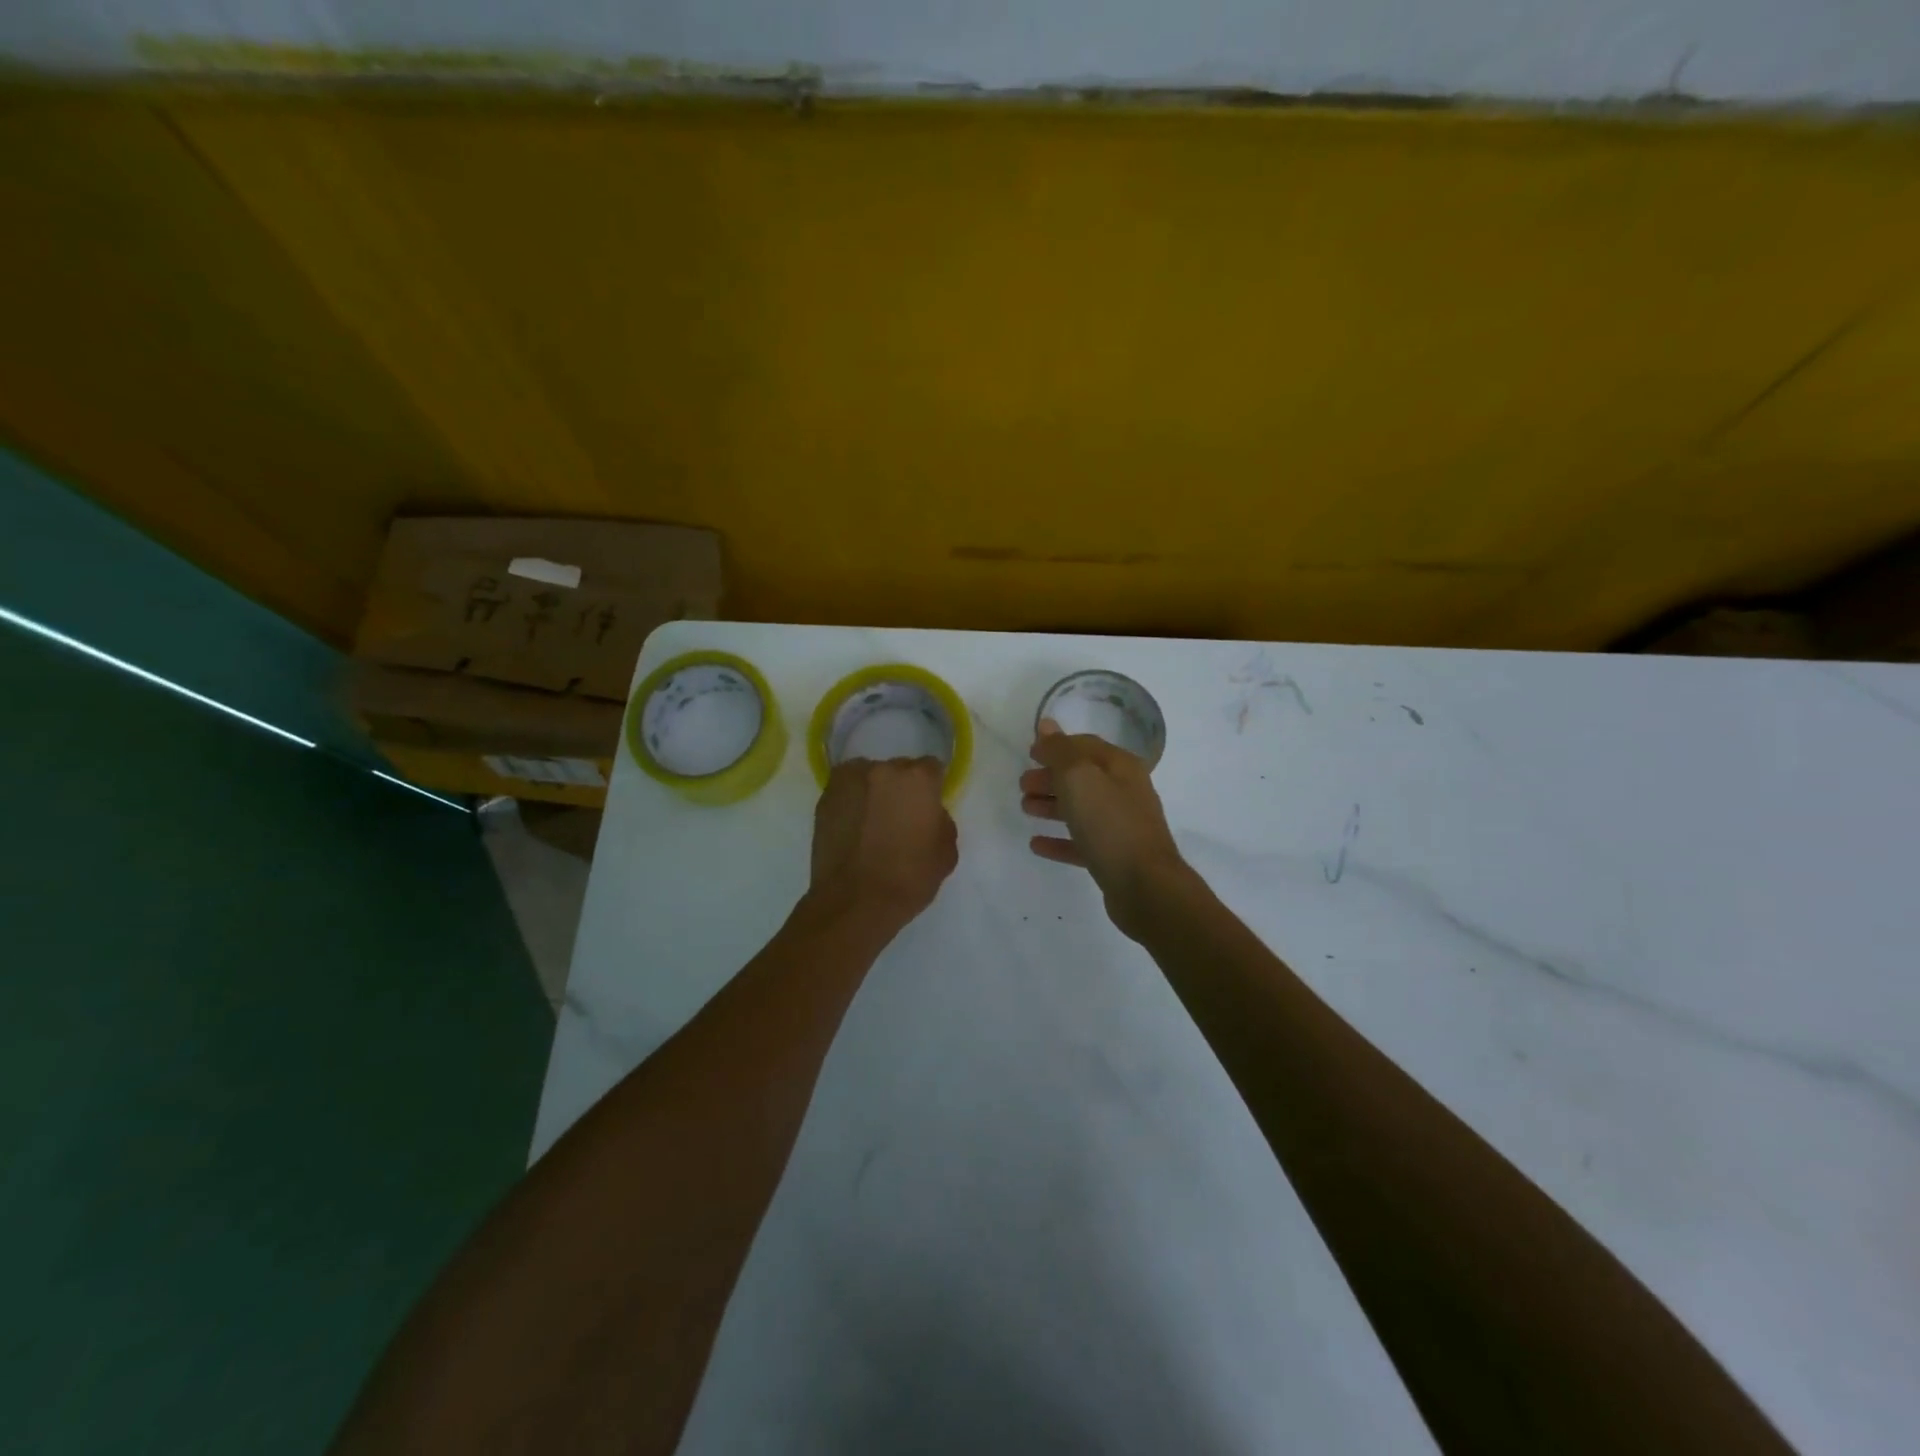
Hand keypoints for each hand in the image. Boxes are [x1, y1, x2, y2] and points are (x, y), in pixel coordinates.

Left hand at [809, 757, 957, 931]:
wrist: (854, 902)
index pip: (931, 768)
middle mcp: (882, 769)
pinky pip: (846, 793)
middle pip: (898, 770)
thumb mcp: (947, 852)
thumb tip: (929, 813)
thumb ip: (941, 820)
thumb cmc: (909, 878)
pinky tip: (854, 829)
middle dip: (901, 788)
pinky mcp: (824, 798)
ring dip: (873, 792)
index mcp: (918, 778)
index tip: (928, 808)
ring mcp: (848, 781)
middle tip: (899, 817)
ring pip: (868, 778)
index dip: (931, 789)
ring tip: (872, 823)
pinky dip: (851, 804)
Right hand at [1021, 719, 1188, 940]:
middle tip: (1022, 785)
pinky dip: (1059, 840)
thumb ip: (1060, 751)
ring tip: (1026, 809)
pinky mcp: (1114, 857)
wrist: (1145, 885)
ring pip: (1081, 809)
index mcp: (1120, 766)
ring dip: (1052, 806)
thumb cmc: (1110, 823)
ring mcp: (1121, 826)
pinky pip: (1081, 842)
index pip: (1085, 746)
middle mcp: (1124, 791)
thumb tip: (1047, 725)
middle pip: (1082, 778)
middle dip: (1050, 778)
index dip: (1056, 746)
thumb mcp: (1079, 777)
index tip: (1029, 753)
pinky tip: (1037, 844)